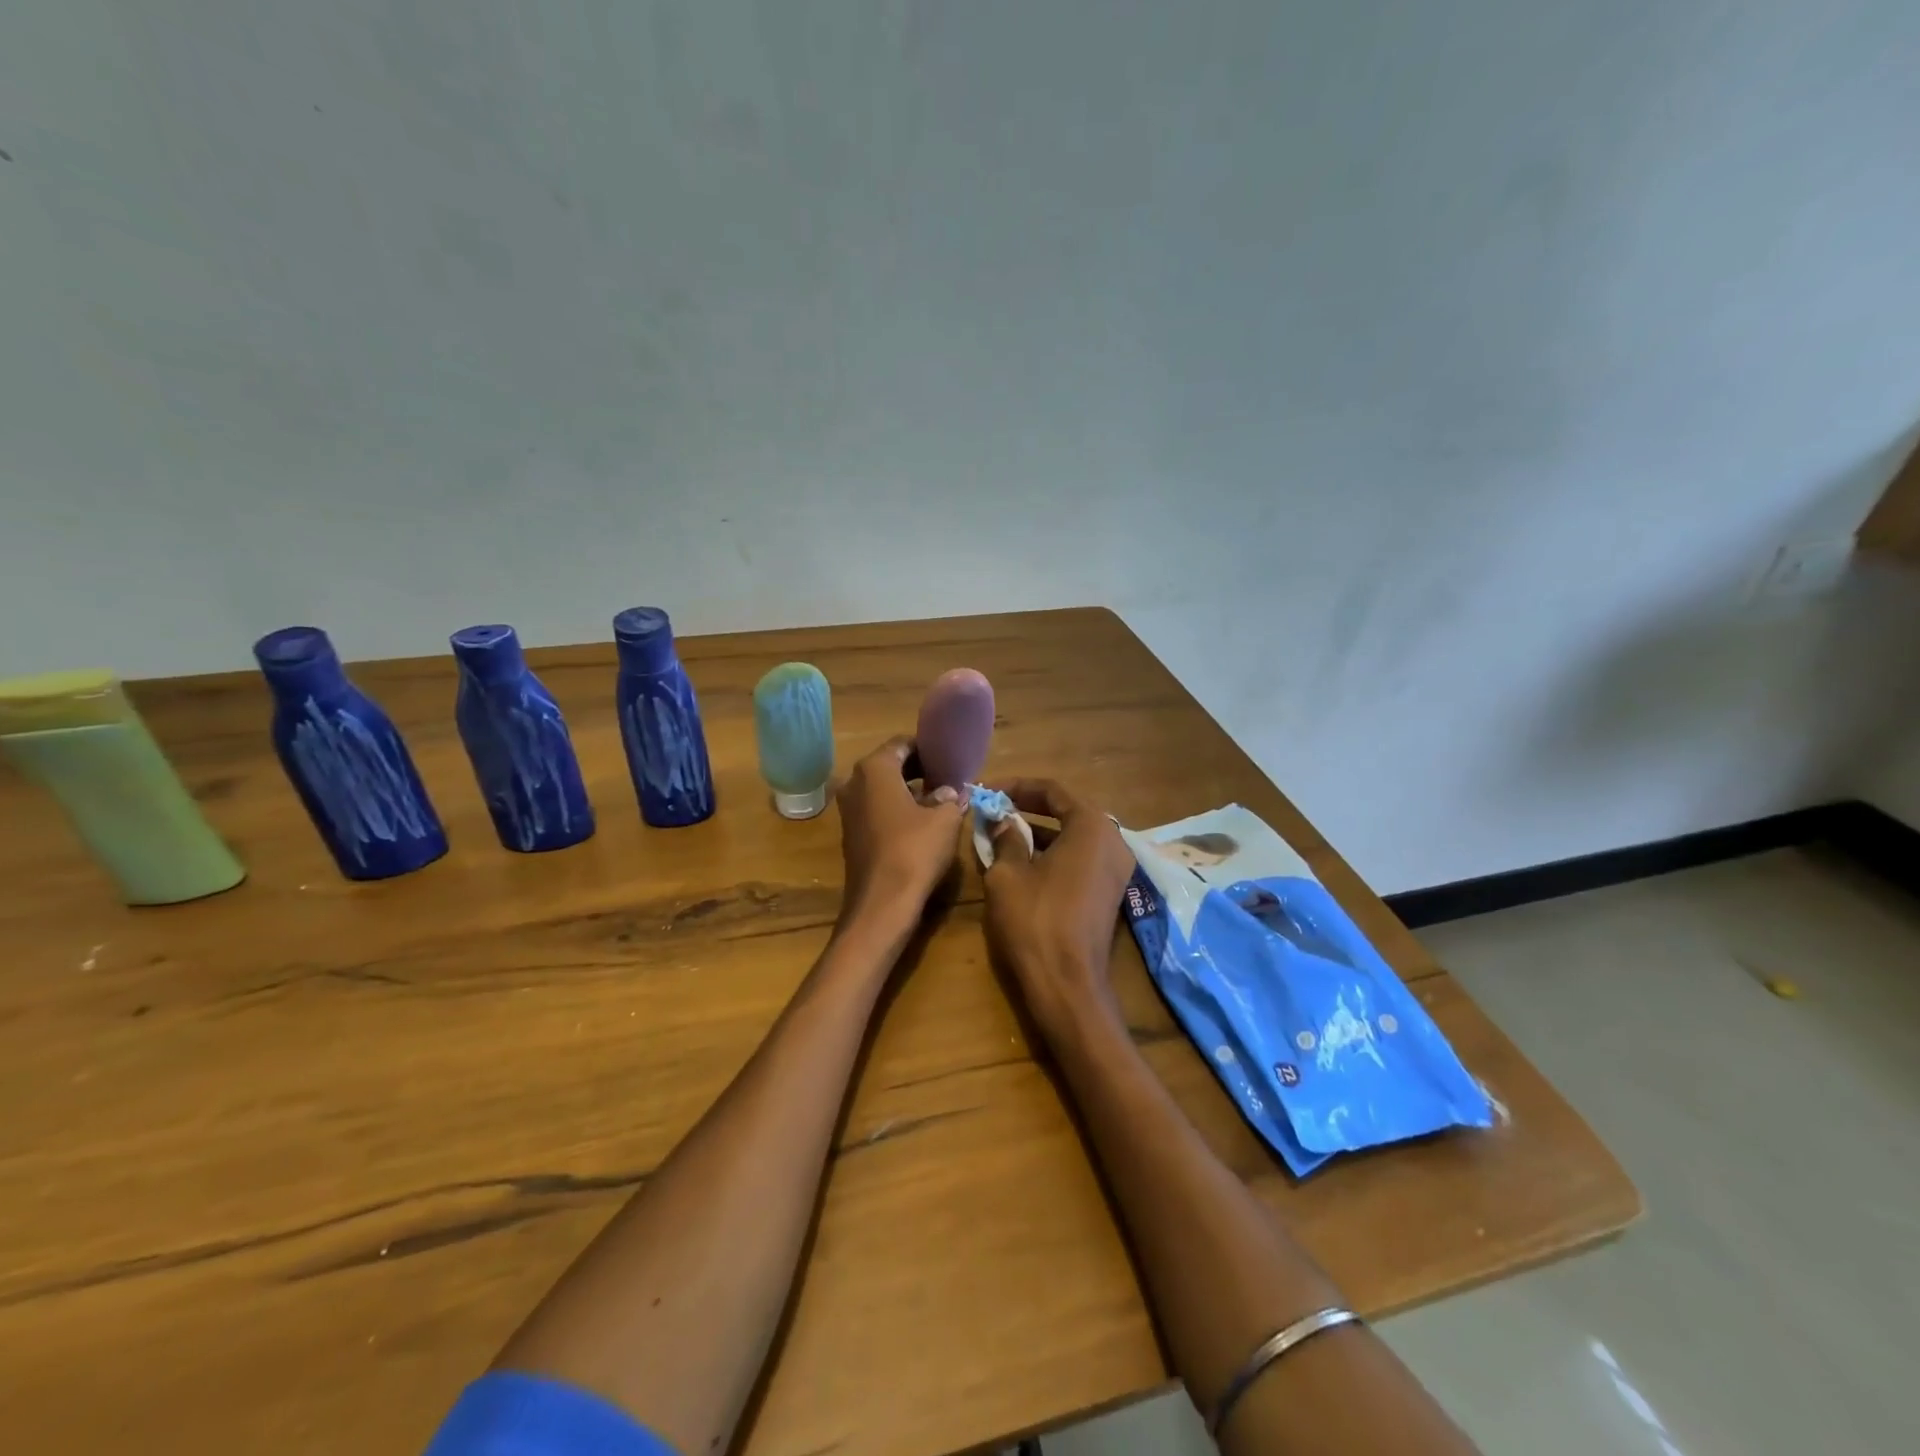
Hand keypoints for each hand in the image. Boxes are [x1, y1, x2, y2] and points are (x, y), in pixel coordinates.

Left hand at [835, 737, 964, 925]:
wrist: (882, 903)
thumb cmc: (914, 850)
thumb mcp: (945, 819)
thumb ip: (949, 797)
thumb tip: (950, 791)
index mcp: (874, 769)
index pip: (902, 744)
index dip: (927, 748)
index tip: (949, 756)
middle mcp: (854, 783)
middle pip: (890, 765)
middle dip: (918, 769)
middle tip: (948, 776)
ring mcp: (848, 810)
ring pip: (882, 789)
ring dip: (908, 790)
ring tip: (939, 798)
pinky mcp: (851, 834)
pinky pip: (876, 810)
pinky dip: (896, 809)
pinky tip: (920, 822)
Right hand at [981, 779, 1136, 1037]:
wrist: (1068, 984)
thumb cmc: (1035, 920)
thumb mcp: (1008, 874)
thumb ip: (1006, 838)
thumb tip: (1004, 821)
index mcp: (1091, 826)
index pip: (1052, 791)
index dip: (1017, 787)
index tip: (989, 792)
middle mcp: (1113, 840)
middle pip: (1067, 811)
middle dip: (1029, 809)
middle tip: (996, 810)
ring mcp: (1117, 868)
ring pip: (1074, 837)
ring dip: (1040, 833)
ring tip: (1003, 834)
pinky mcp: (1112, 892)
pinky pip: (1081, 858)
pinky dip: (1054, 854)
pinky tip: (1024, 862)